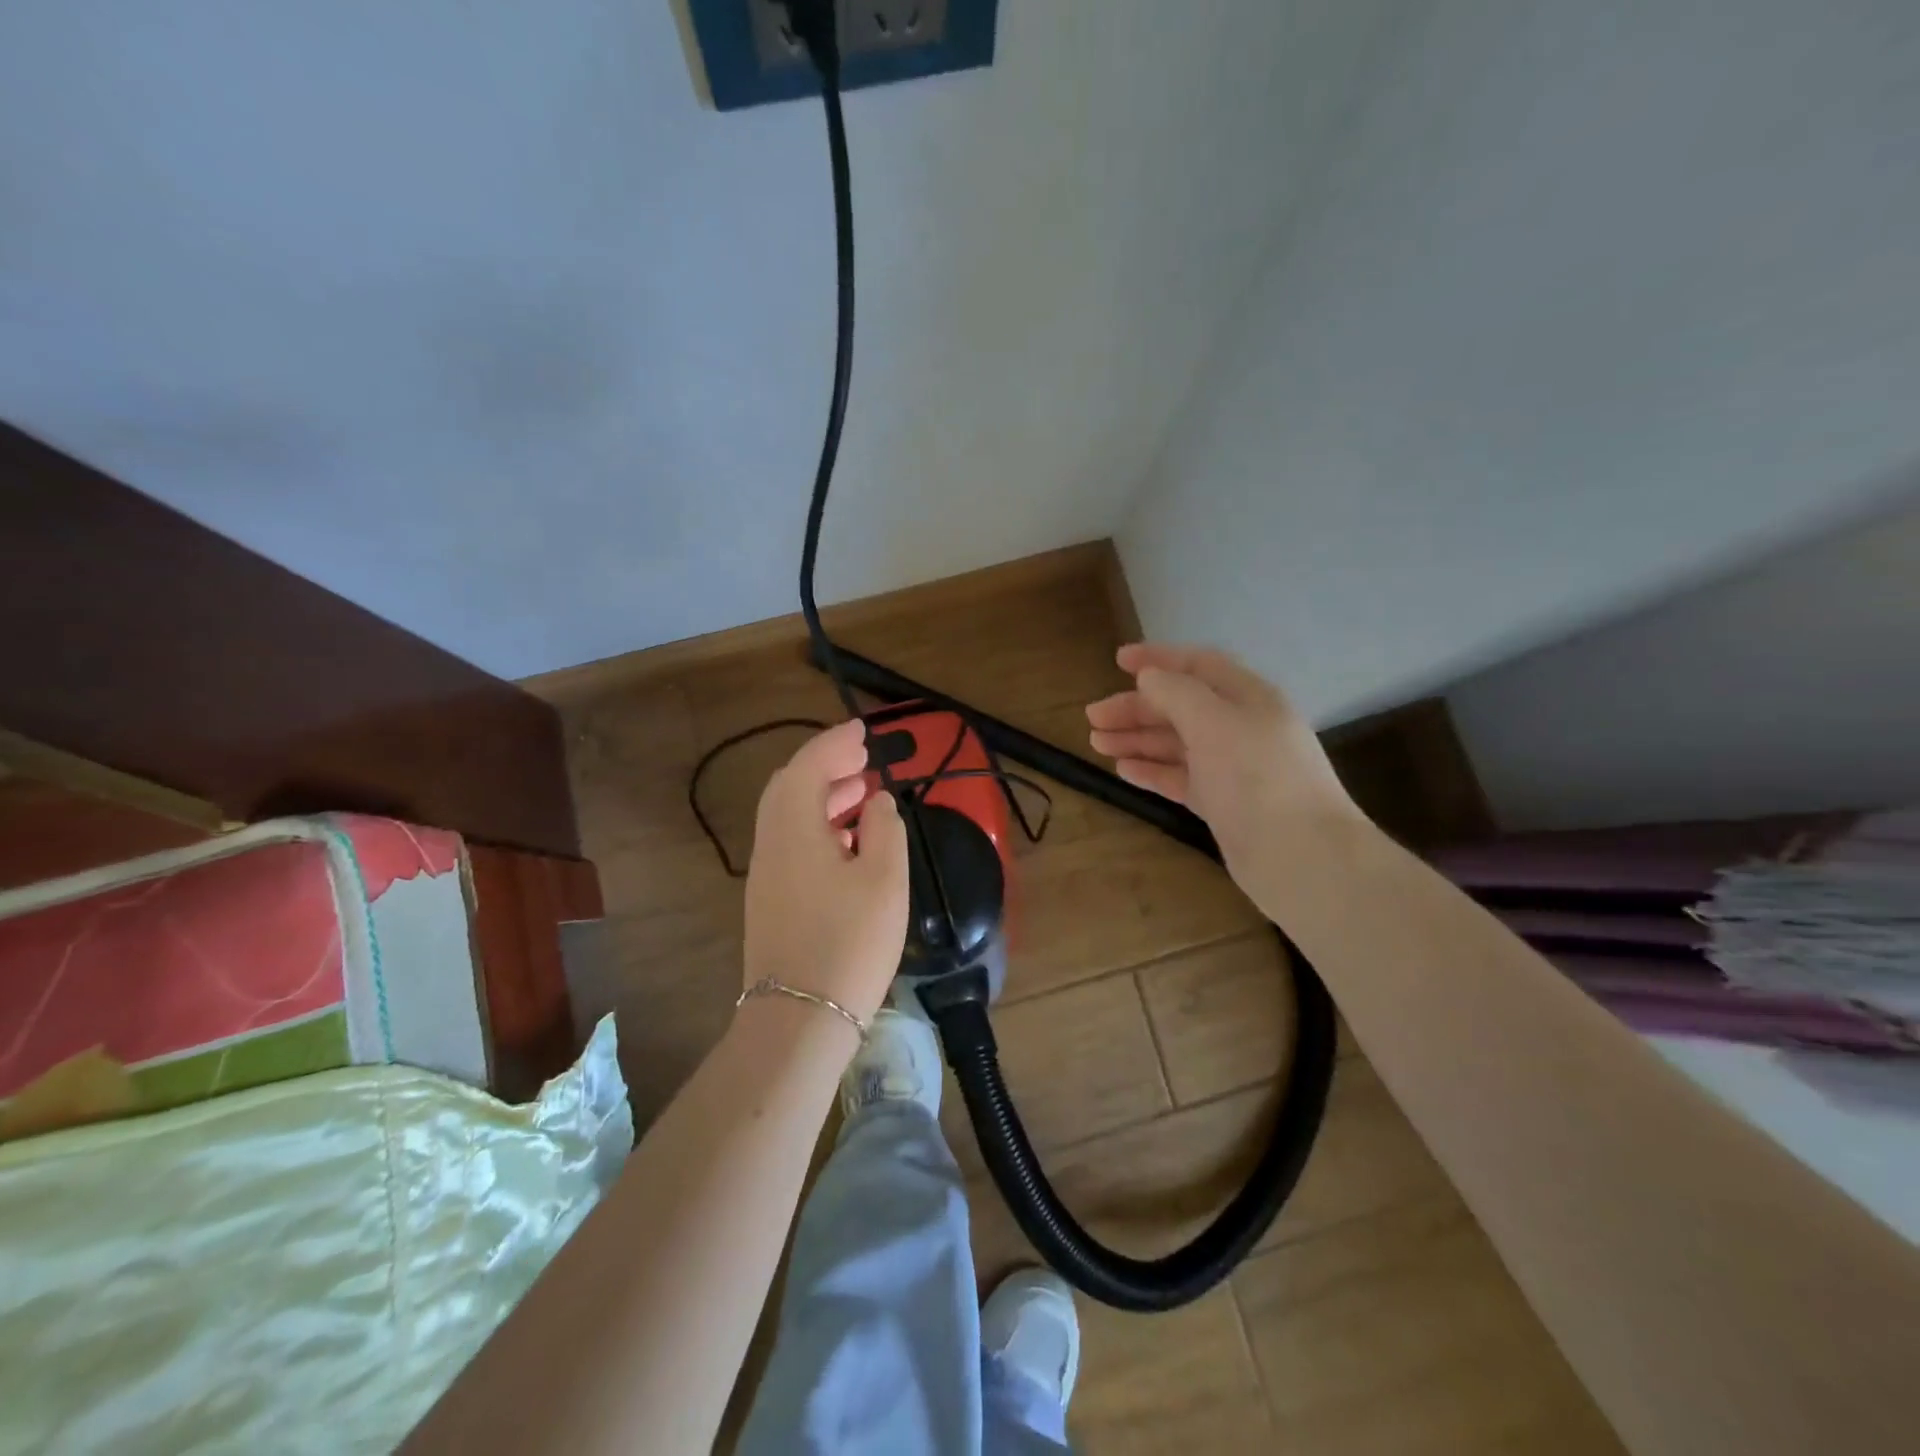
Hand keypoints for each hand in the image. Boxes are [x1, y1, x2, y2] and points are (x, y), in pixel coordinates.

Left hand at [742, 719, 909, 1023]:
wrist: (799, 1019)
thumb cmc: (849, 942)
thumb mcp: (883, 879)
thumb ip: (883, 829)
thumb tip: (876, 802)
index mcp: (794, 827)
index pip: (809, 766)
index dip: (835, 742)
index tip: (862, 730)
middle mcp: (770, 842)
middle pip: (790, 786)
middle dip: (826, 765)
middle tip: (863, 759)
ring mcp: (765, 873)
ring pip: (788, 815)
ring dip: (822, 795)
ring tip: (861, 793)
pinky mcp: (769, 899)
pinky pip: (790, 841)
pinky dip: (817, 824)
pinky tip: (847, 841)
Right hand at [1085, 643, 1364, 879]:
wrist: (1300, 855)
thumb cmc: (1257, 776)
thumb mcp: (1214, 722)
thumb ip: (1177, 693)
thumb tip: (1149, 676)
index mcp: (1248, 697)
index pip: (1199, 666)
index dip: (1158, 659)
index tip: (1117, 660)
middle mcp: (1240, 727)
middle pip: (1180, 706)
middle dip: (1136, 707)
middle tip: (1093, 717)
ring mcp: (1231, 767)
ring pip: (1175, 743)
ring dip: (1137, 738)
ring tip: (1096, 742)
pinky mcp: (1222, 803)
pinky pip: (1179, 777)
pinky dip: (1151, 770)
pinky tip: (1123, 770)